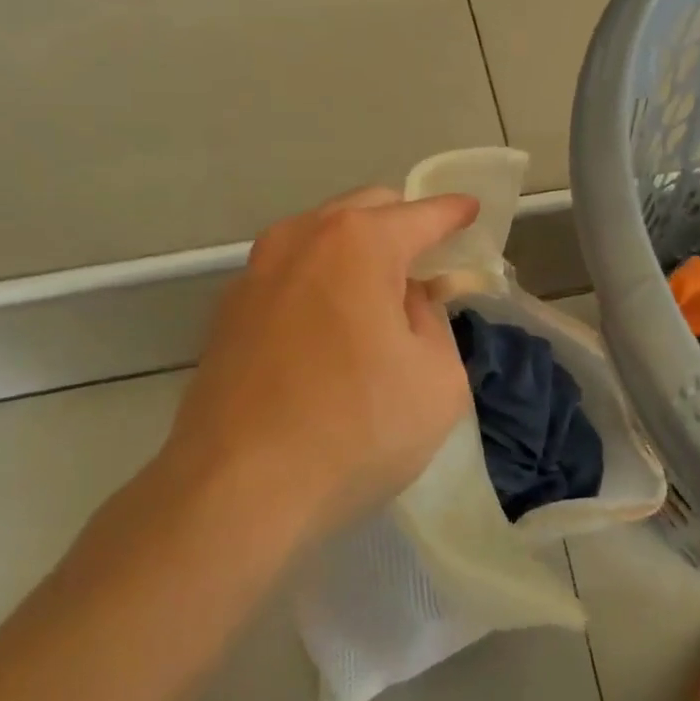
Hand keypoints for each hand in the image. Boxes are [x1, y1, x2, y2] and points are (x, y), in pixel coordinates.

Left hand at [161, 186, 480, 539]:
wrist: (234, 492)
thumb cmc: (354, 429)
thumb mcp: (437, 379)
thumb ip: (433, 321)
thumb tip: (407, 301)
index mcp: (359, 243)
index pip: (422, 214)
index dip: (453, 213)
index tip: (472, 211)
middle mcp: (301, 239)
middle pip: (365, 209)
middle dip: (403, 224)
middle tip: (429, 261)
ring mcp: (255, 272)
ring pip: (320, 236)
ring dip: (357, 250)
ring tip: (379, 294)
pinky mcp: (227, 312)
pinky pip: (290, 274)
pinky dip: (320, 280)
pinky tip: (330, 326)